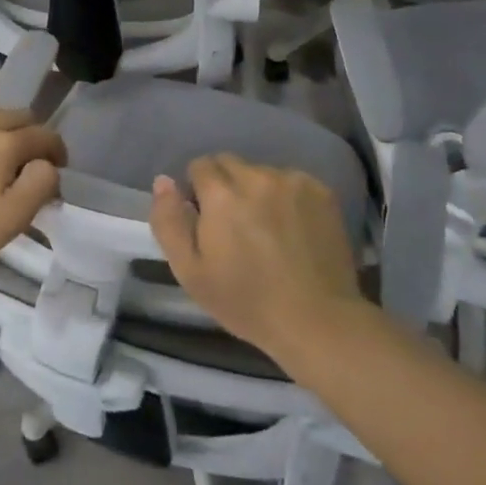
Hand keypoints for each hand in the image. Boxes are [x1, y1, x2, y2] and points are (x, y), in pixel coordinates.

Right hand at [150, 153, 362, 359]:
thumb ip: (169, 221)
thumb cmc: (246, 302)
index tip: (206, 221)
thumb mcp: (190, 272)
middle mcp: (256, 176)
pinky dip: (286, 197)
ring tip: (267, 229)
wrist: (317, 321)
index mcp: (221, 194)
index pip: (200, 166)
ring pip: (261, 172)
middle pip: (230, 163)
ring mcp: (292, 181)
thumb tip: (163, 181)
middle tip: (235, 225)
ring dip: (257, 190)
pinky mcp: (321, 191)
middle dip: (226, 186)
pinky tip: (294, 229)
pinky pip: (292, 181)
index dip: (198, 191)